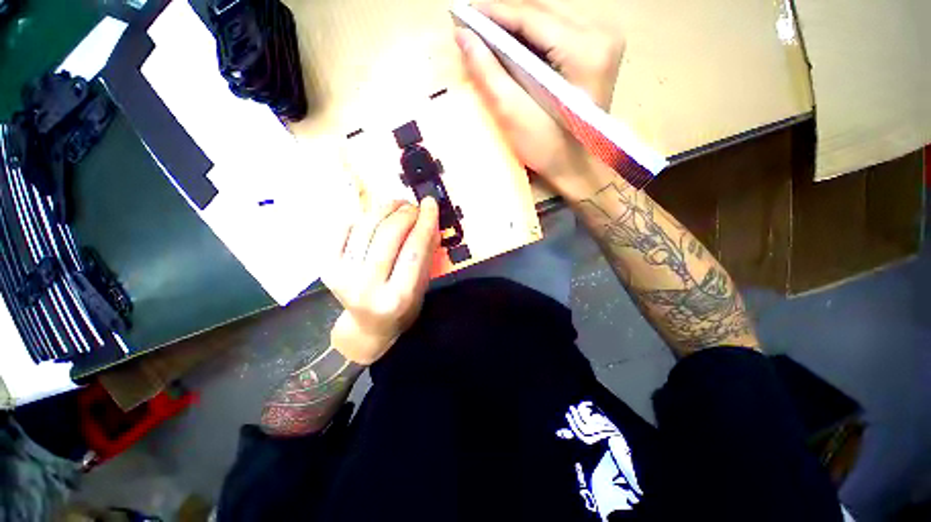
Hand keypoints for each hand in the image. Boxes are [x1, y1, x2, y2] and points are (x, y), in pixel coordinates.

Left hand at [323, 199, 439, 364]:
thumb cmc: (402, 307)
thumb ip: (427, 253)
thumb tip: (429, 218)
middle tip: (413, 206)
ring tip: (397, 205)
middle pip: (388, 235)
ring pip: (365, 227)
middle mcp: (367, 287)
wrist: (368, 326)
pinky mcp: (326, 266)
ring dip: (384, 208)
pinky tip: (375, 217)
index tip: (430, 203)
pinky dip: (362, 216)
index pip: (414, 250)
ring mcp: (342, 276)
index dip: (424, 222)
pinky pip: (344, 228)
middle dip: (404, 212)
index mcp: (397, 297)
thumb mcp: (422, 285)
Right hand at [455, 0, 624, 197]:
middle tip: (470, 26)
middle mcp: (600, 34)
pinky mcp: (597, 52)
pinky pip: (557, 34)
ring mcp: (602, 41)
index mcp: (585, 49)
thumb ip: (489, 73)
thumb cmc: (549, 150)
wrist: (581, 169)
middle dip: (503, 19)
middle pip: (542, 14)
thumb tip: (463, 37)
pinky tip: (510, 48)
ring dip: (515, 28)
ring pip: (548, 21)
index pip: (532, 17)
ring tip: (485, 36)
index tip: (462, 13)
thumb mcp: (515, 115)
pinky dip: (531, 40)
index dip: (494, 13)